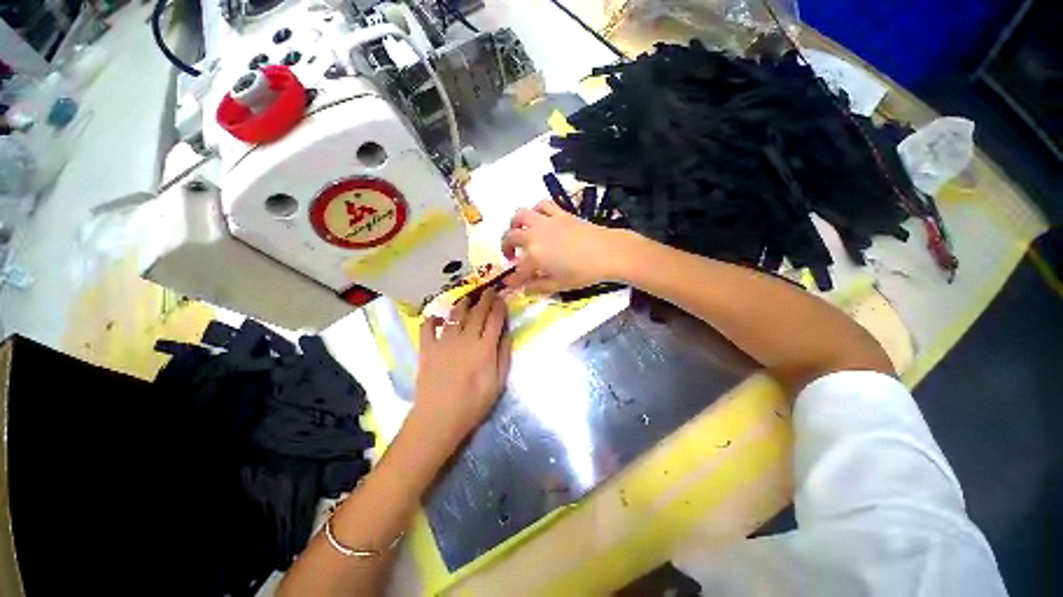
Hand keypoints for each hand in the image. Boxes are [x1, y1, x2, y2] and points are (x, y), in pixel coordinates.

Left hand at [411, 288, 511, 449]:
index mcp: (484, 347)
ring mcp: (444, 341)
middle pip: (477, 313)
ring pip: (455, 315)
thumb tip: (506, 334)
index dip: (499, 306)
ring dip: (463, 304)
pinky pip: (427, 327)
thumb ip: (503, 355)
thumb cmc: (473, 403)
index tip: (501, 298)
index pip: (494, 319)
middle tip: (488, 291)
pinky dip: (432, 319)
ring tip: (468, 298)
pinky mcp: (427, 348)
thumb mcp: (498, 383)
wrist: (439, 418)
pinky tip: (437, 317)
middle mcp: (465, 338)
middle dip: (484, 299)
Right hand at [500, 200, 622, 293]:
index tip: (509, 284)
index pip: (518, 270)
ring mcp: (547, 221)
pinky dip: (536, 211)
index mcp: (535, 256)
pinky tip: (539, 219)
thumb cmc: (584, 272)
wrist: (608, 252)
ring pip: (521, 215)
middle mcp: (535, 235)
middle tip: (510, 257)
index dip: (512, 279)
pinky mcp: (560, 213)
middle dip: (505, 247)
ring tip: (519, 232)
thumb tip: (524, 289)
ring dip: (515, 224)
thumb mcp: (559, 284)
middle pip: (511, 237)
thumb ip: (538, 286)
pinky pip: (542, 205)